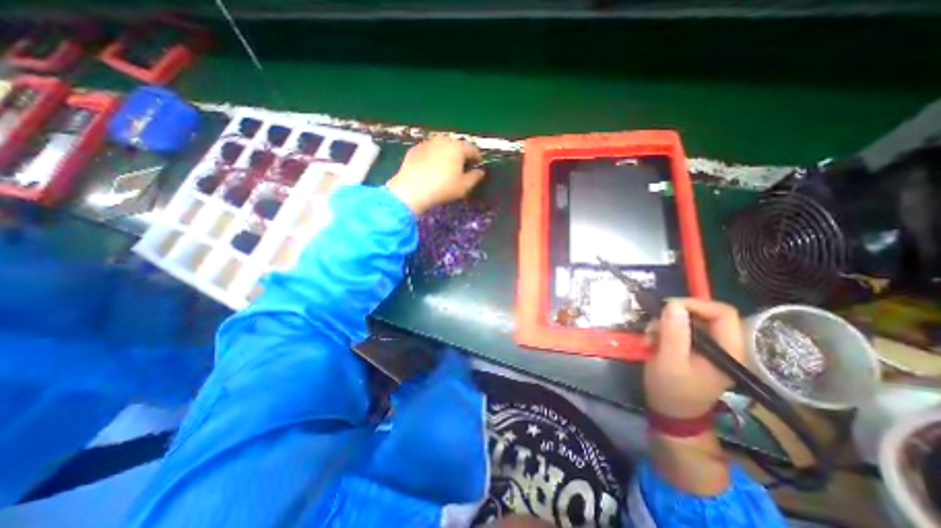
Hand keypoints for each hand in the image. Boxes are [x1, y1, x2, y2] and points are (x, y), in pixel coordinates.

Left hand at [383, 136, 484, 214]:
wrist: (412, 189)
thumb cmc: (442, 188)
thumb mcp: (463, 186)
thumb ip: (475, 177)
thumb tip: (480, 172)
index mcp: (458, 147)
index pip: (472, 149)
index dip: (477, 158)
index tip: (478, 165)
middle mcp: (443, 140)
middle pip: (456, 145)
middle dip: (461, 155)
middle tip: (462, 167)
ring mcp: (427, 143)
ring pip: (441, 146)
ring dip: (446, 154)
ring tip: (446, 167)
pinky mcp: (414, 149)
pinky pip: (428, 151)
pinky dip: (433, 157)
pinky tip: (431, 168)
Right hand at [644, 300, 746, 417]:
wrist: (670, 412)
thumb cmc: (672, 390)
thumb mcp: (669, 361)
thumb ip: (673, 333)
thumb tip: (673, 304)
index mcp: (729, 350)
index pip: (723, 313)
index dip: (696, 304)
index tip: (668, 307)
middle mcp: (723, 345)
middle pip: (703, 314)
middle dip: (673, 316)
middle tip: (653, 325)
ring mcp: (708, 347)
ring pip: (687, 320)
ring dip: (664, 324)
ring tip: (649, 337)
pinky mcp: (694, 348)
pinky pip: (679, 329)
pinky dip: (662, 331)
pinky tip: (651, 341)